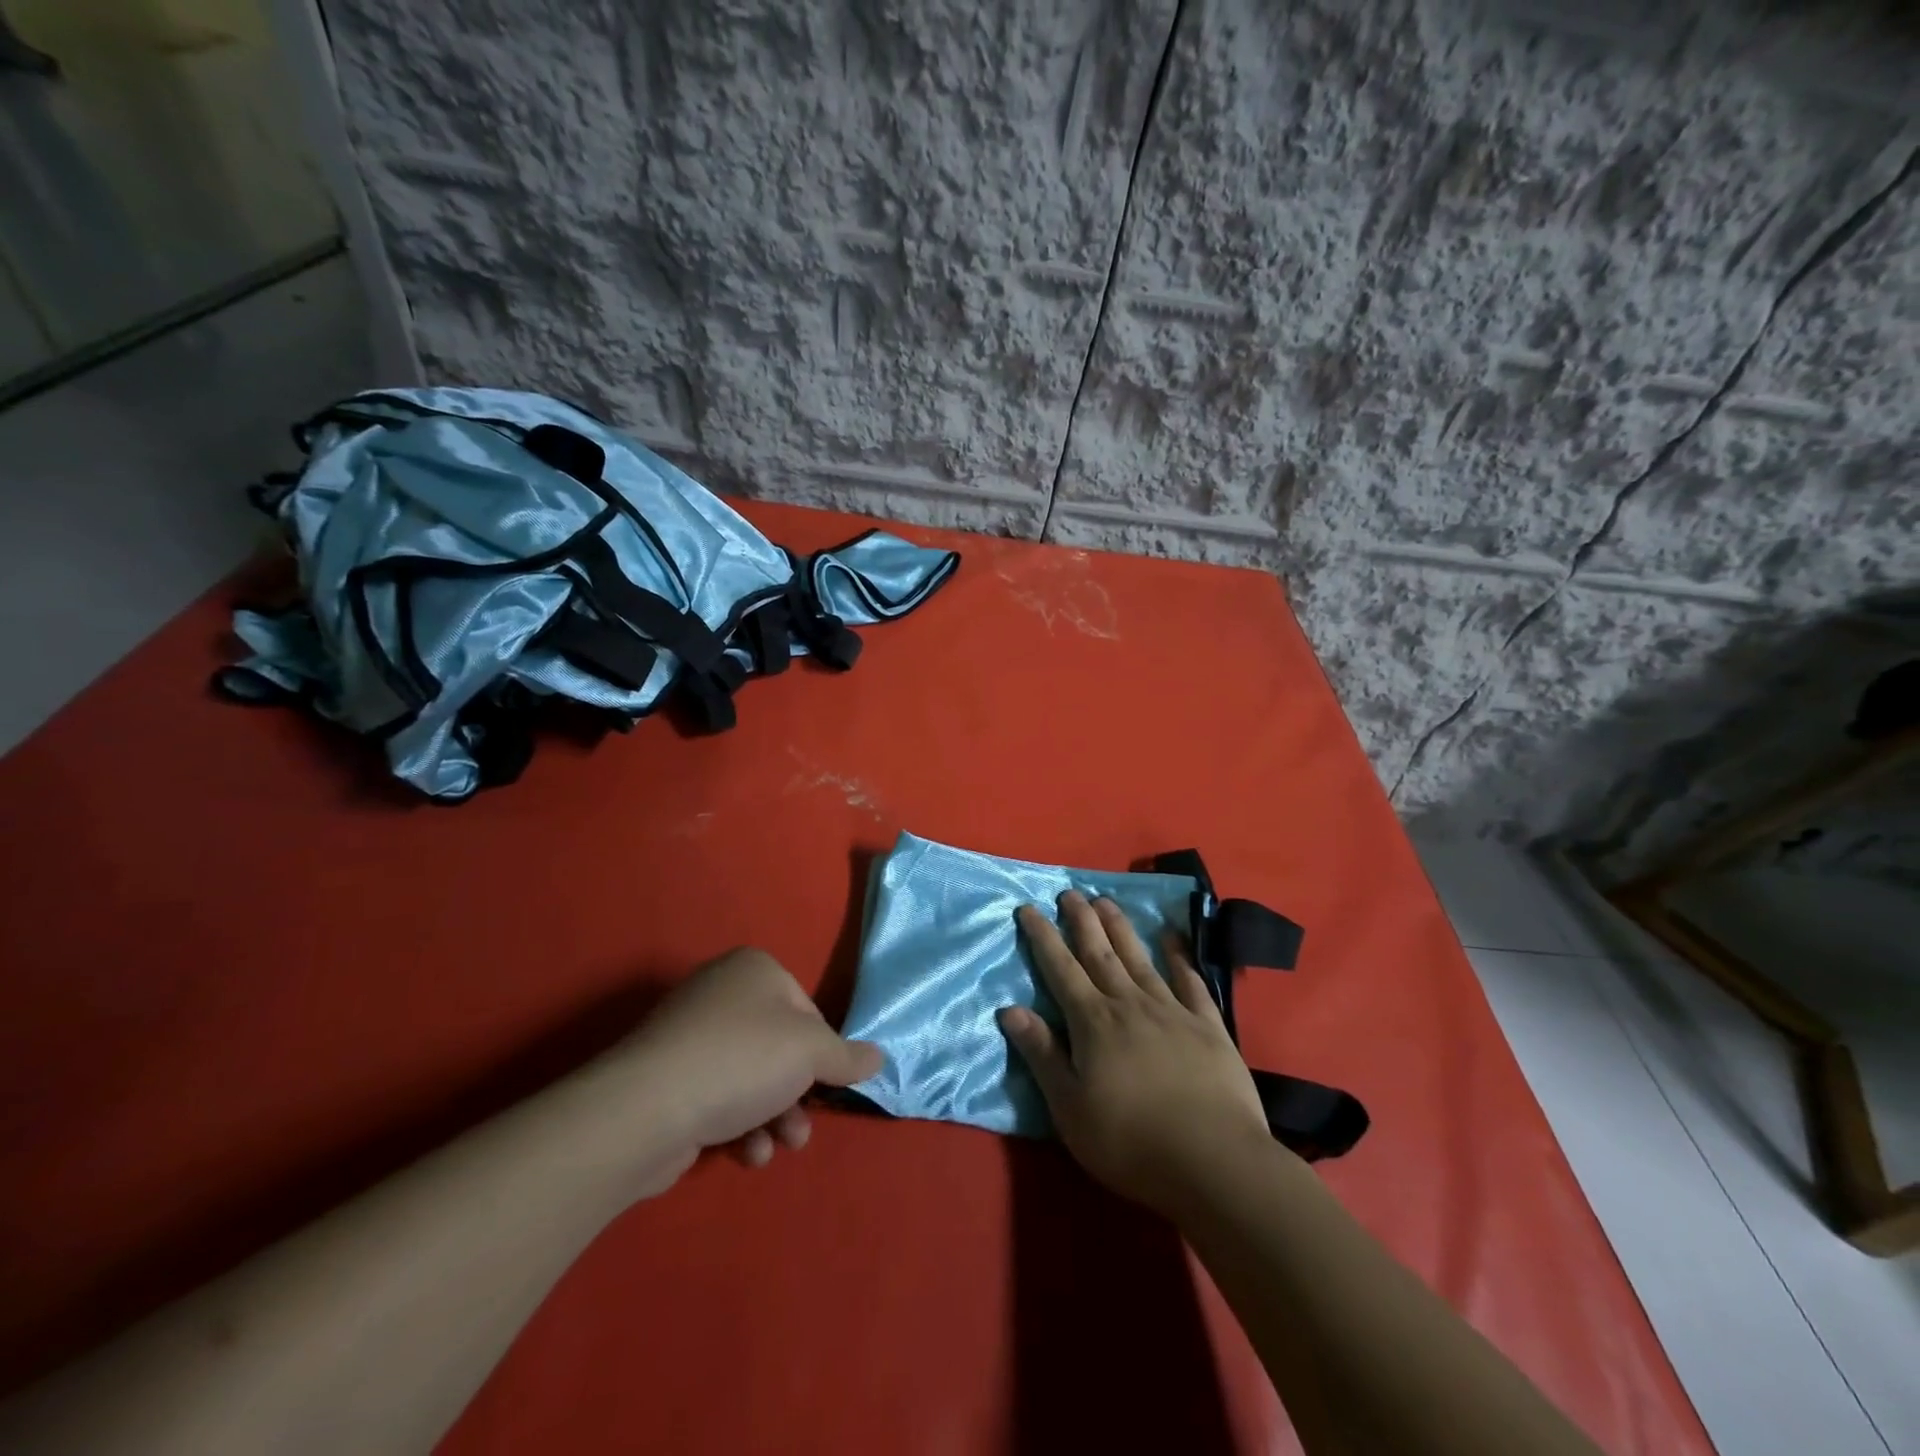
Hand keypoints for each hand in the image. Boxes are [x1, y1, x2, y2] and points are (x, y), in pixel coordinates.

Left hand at [609, 948, 882, 1185]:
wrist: (646, 1110)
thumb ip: (848, 1056)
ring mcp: (690, 1037)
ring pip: (752, 1078)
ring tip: (780, 1146)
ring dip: (774, 1117)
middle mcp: (722, 993)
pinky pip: (719, 1097)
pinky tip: (747, 1153)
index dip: (822, 1051)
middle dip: (798, 1094)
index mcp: (755, 969)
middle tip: (803, 1127)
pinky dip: (740, 1126)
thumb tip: (878, 1057)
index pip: (807, 1010)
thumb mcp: (812, 1053)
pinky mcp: (669, 1080)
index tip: (824, 1082)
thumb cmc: (742, 1061)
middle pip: (780, 1048)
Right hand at [999, 892, 1275, 1217]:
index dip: (1043, 937)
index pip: (1061, 970)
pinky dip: (1179, 958)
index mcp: (1094, 1023)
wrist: (1214, 1162)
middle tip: (1070, 892)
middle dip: (1081, 921)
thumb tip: (1010, 1009)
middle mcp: (1130, 1004)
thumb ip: (1042, 1055)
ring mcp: (1172, 1011)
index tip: (1029, 908)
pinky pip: (1190, 982)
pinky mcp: (1208, 1026)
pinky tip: (1172, 940)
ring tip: (1106, 901)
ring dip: (1120, 928)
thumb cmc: (1130, 1142)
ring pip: (1139, 958)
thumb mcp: (1070, 1108)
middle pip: (1100, 953)